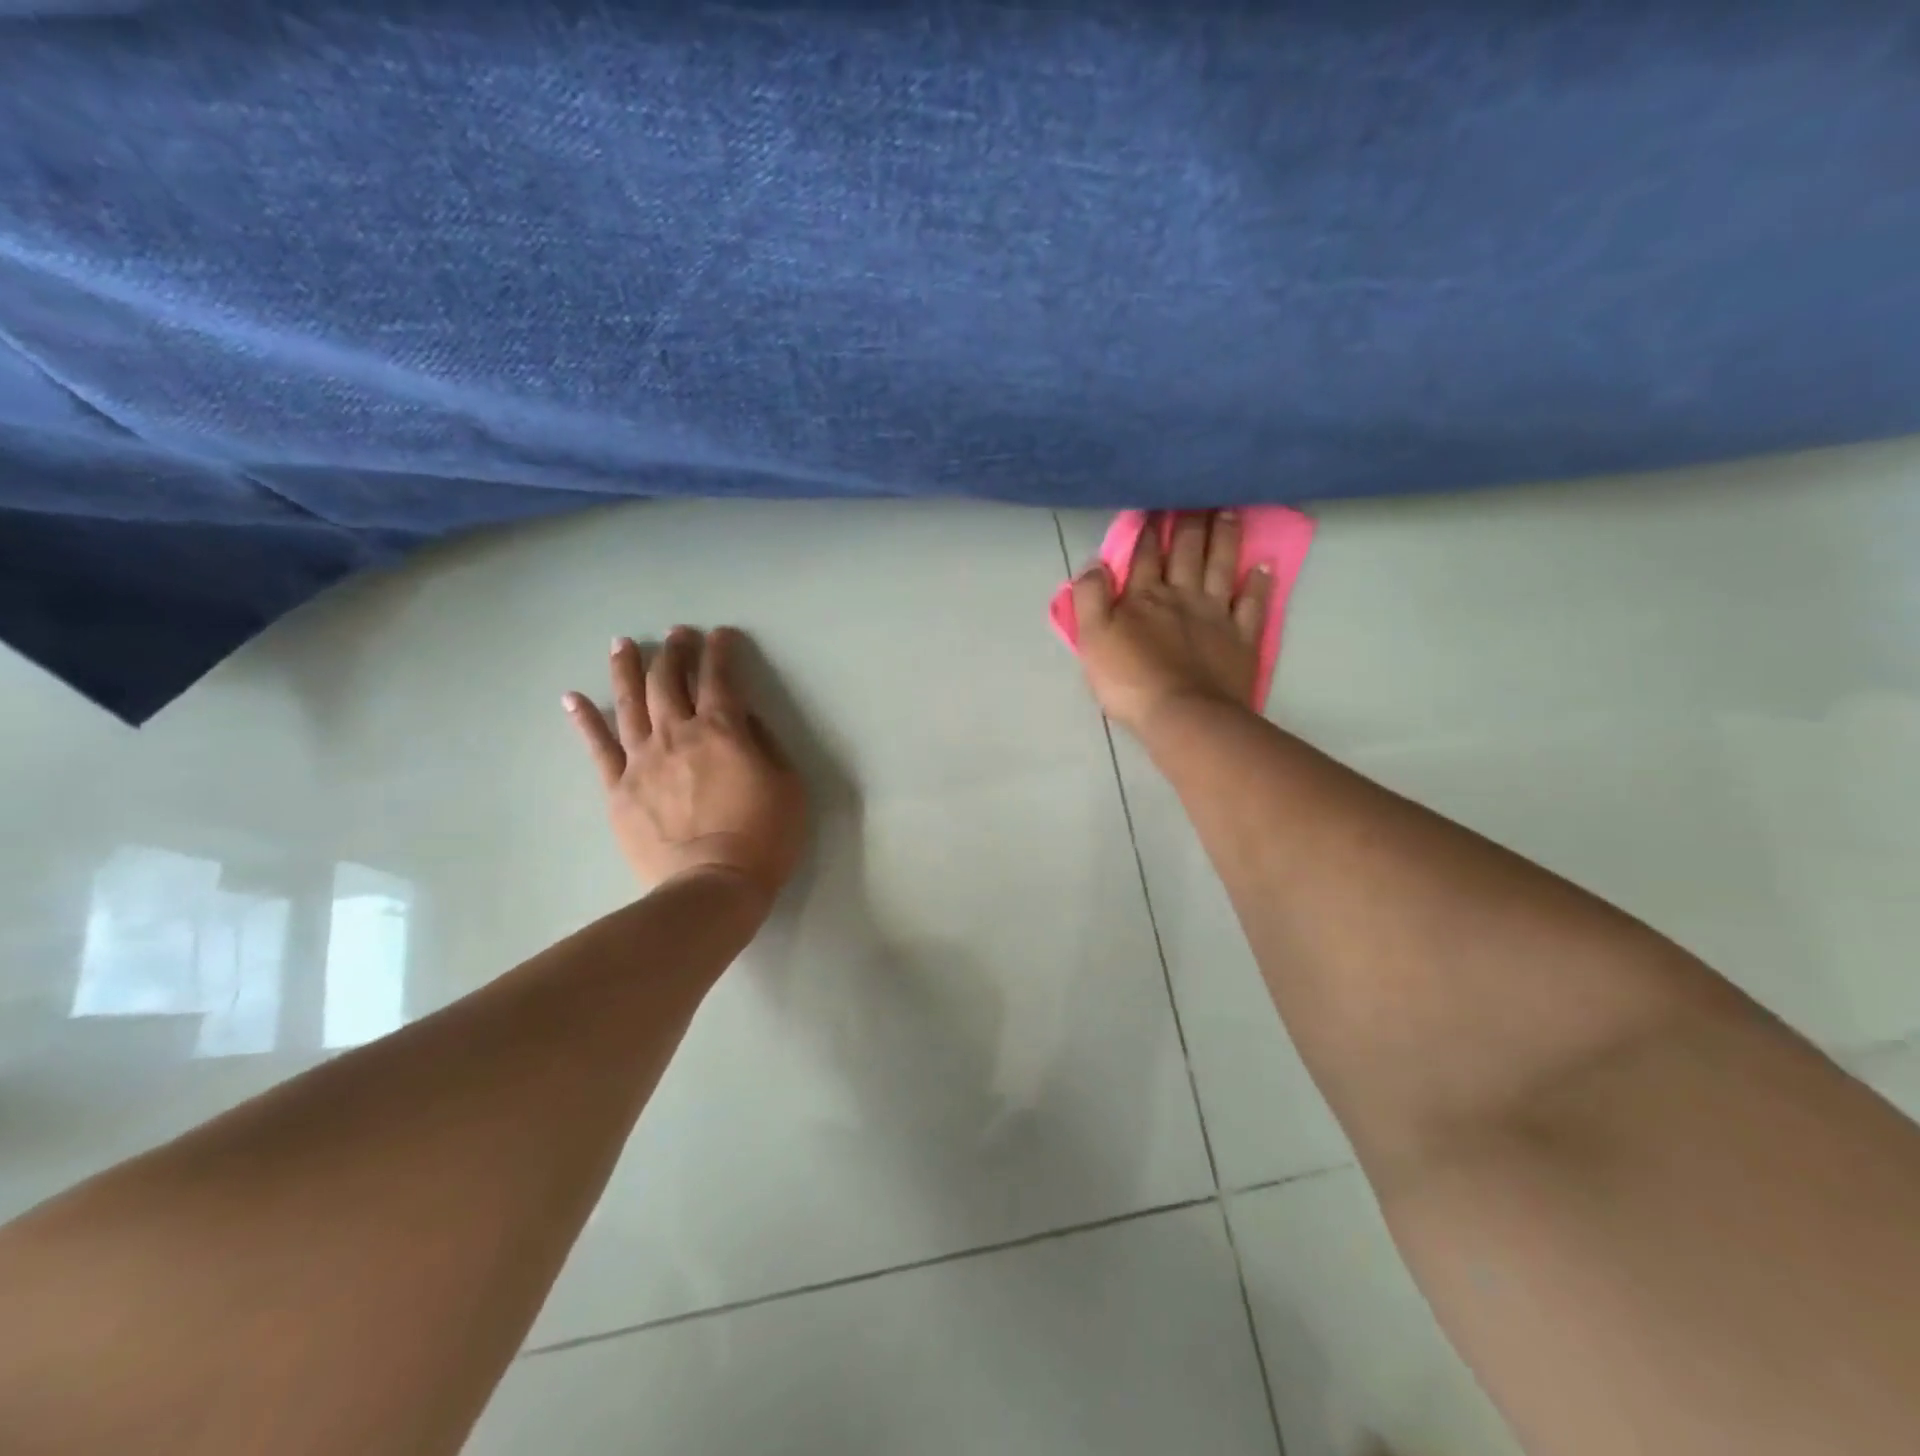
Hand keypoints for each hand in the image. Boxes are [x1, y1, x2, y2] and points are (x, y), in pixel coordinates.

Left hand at [565, 627, 805, 905]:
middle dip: (674, 652)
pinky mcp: (619, 788)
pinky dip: (585, 719)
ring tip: (624, 644)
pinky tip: (573, 697)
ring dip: (628, 669)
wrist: (712, 886)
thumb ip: (764, 744)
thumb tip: (744, 717)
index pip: (720, 678)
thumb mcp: (788, 786)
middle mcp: (678, 734)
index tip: (721, 635)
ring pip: (630, 702)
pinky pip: (598, 746)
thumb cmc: (763, 838)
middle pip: (669, 681)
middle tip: (676, 634)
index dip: (720, 652)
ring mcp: (642, 760)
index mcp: (722, 731)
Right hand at [1071, 510, 1273, 733]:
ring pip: (1221, 566)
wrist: (1184, 715)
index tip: (1153, 502)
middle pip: (1187, 551)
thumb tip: (1095, 565)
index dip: (1146, 529)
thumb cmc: (1130, 680)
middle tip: (1198, 491)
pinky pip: (1252, 604)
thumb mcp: (1092, 639)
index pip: (1144, 555)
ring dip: (1224, 538)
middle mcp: (1182, 596)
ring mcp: (1216, 616)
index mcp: (1144, 597)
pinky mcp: (1241, 639)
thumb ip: (1089, 598)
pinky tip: (1264, 566)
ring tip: (1230, 510)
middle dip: (1190, 520)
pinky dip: (1259, 584)